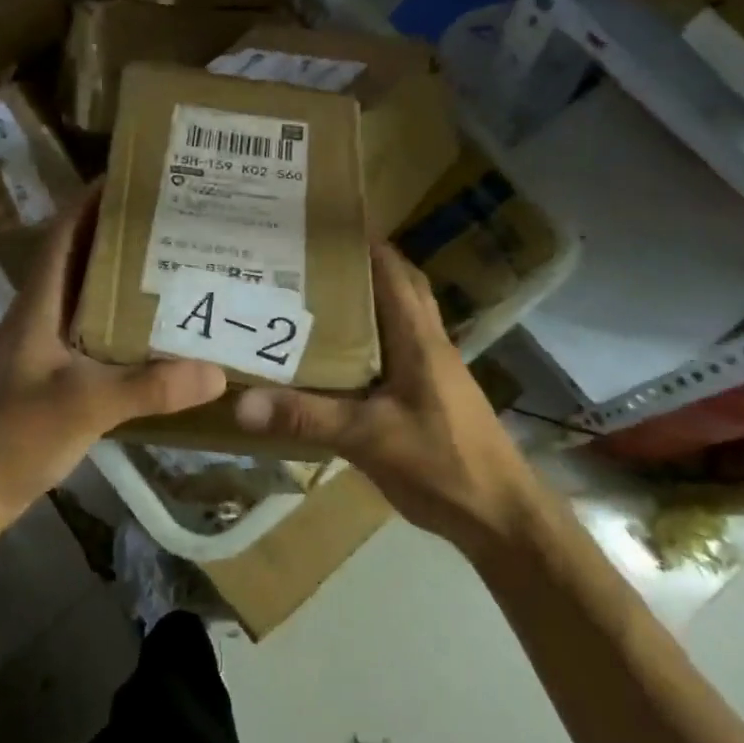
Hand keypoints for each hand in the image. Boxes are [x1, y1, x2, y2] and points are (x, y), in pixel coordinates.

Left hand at [0, 186, 226, 525]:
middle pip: (82, 257)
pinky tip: (159, 329)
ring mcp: (48, 345)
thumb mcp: (84, 405)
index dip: (91, 200)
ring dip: (126, 276)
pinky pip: (97, 331)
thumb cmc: (14, 433)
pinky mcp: (57, 372)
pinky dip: (125, 320)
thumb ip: (148, 387)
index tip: (133, 177)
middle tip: (174, 220)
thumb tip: (216, 369)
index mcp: (39, 303)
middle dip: (121, 233)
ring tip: (177, 263)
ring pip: (91, 295)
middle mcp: (43, 314)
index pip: (64, 234)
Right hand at [233, 242, 550, 552]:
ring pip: (399, 319)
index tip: (322, 226)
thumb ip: (307, 418)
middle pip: (399, 287)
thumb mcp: (368, 439)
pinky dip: (370, 341)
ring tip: (316, 298)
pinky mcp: (431, 395)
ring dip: (368, 302)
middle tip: (311, 260)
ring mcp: (434, 371)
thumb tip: (242, 403)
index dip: (364, 243)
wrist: (501, 516)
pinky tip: (339, 357)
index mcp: (419, 339)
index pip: (393, 271)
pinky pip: (396, 351)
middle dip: (362, 266)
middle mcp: (429, 344)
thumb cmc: (442, 464)